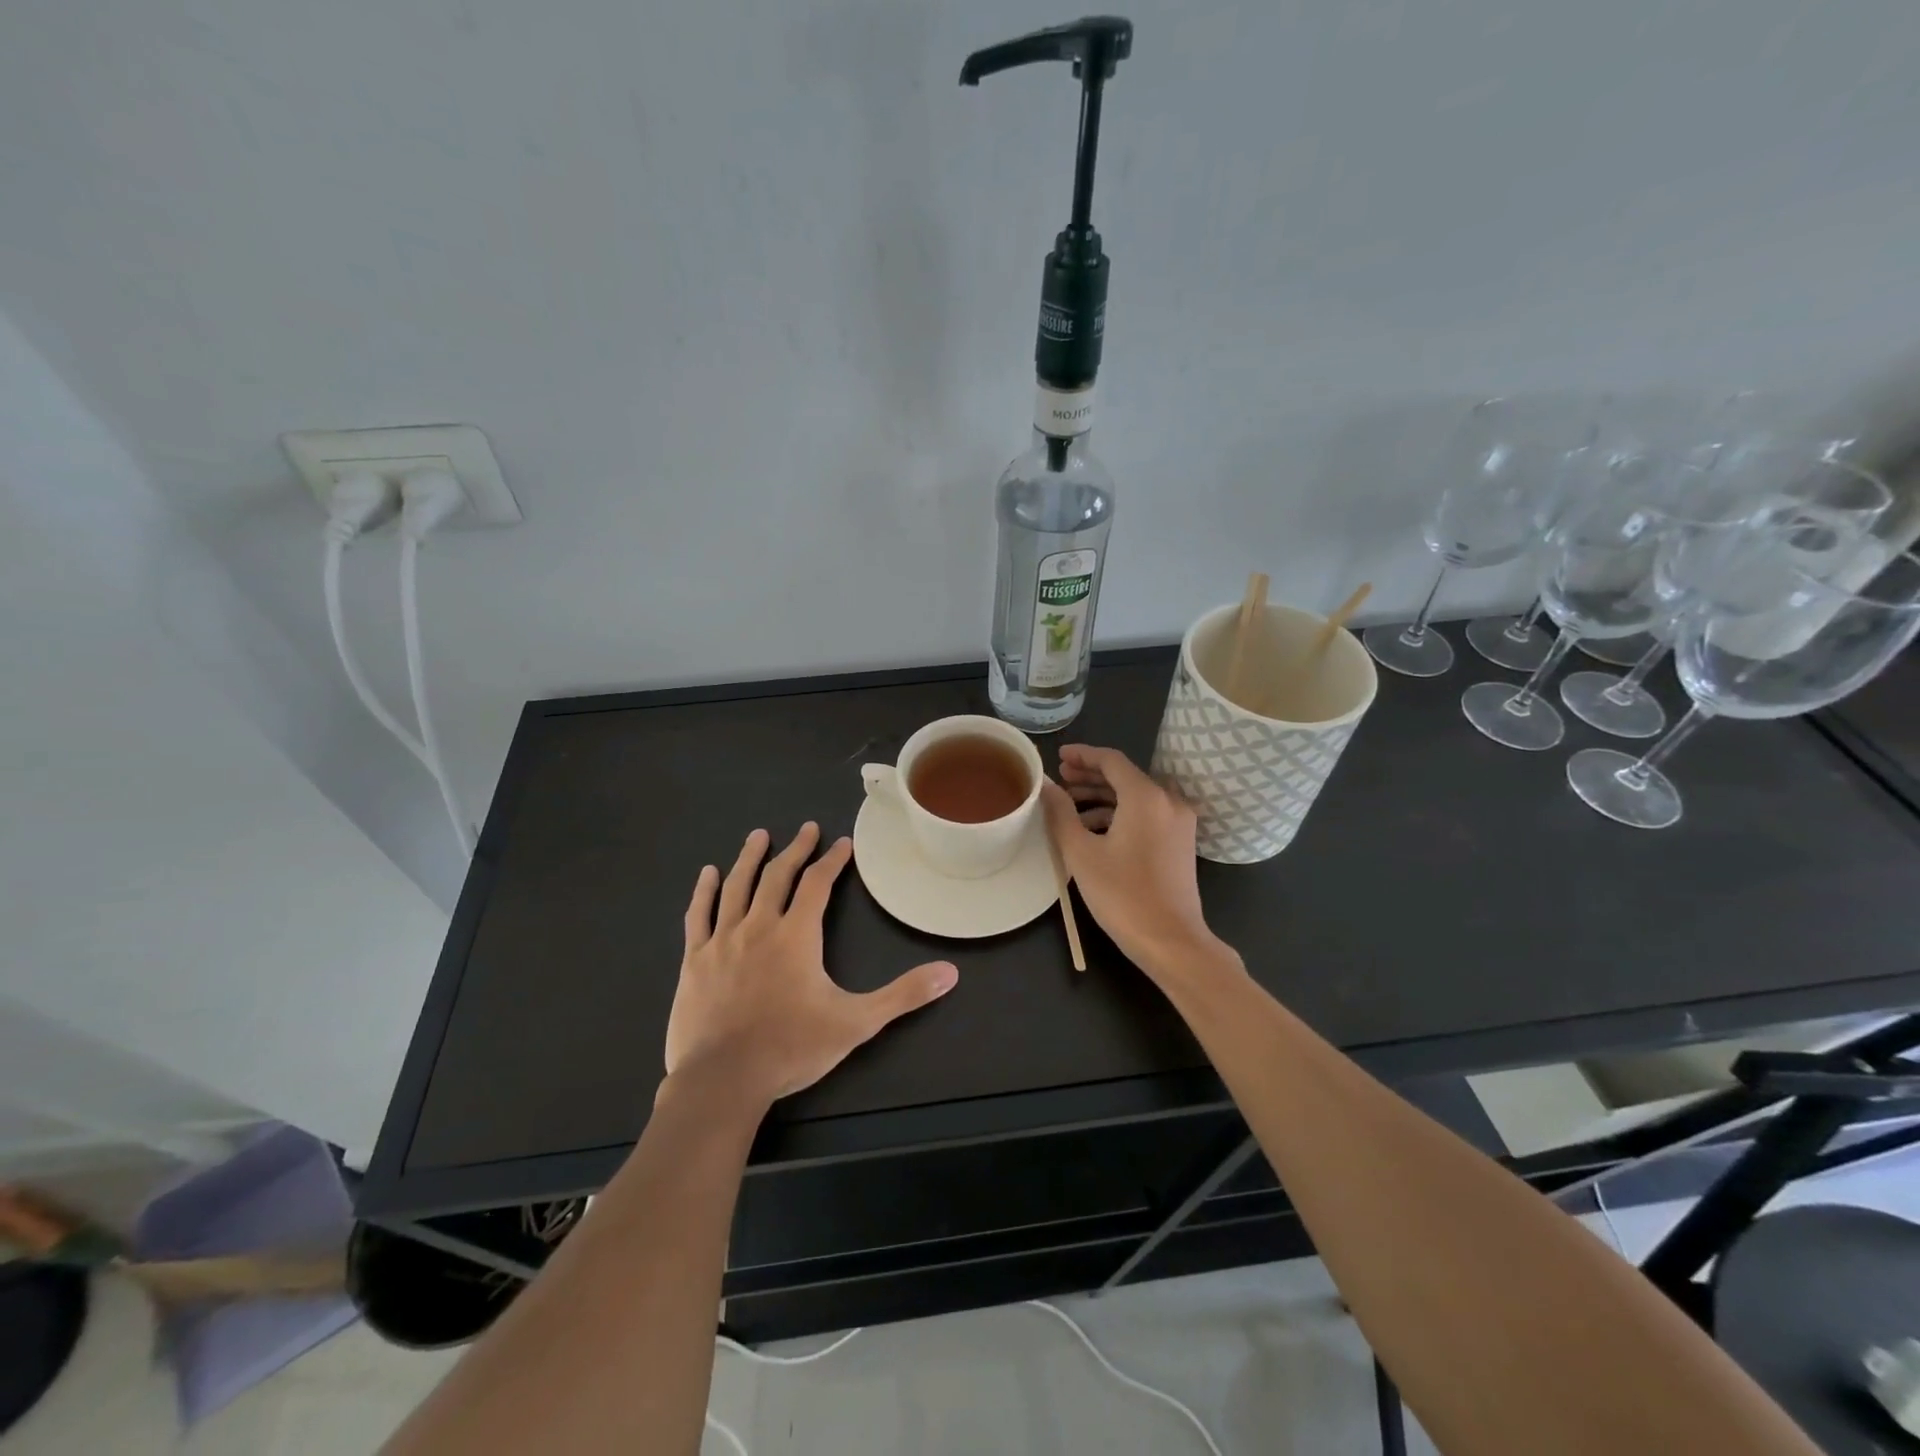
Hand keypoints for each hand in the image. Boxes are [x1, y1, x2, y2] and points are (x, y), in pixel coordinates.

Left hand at [665, 823, 958, 1106]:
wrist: (723, 1080)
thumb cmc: (791, 1048)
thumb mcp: (857, 1022)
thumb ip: (903, 995)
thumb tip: (950, 973)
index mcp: (797, 935)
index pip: (817, 884)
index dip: (832, 861)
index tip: (842, 844)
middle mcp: (759, 926)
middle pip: (777, 876)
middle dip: (795, 850)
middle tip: (806, 829)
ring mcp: (723, 941)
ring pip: (737, 886)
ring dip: (749, 858)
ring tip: (758, 836)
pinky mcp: (695, 960)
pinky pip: (699, 915)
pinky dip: (704, 891)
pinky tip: (707, 874)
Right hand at [1041, 745, 1220, 981]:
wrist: (1171, 941)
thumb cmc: (1122, 895)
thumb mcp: (1081, 853)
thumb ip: (1061, 813)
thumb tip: (1047, 786)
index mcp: (1146, 797)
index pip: (1111, 760)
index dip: (1083, 755)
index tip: (1058, 756)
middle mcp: (1168, 801)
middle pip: (1125, 776)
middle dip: (1091, 775)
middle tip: (1060, 778)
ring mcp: (1179, 822)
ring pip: (1136, 796)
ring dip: (1103, 796)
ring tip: (1070, 805)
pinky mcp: (1180, 842)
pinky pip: (1147, 814)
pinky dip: (1120, 814)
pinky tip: (1094, 829)